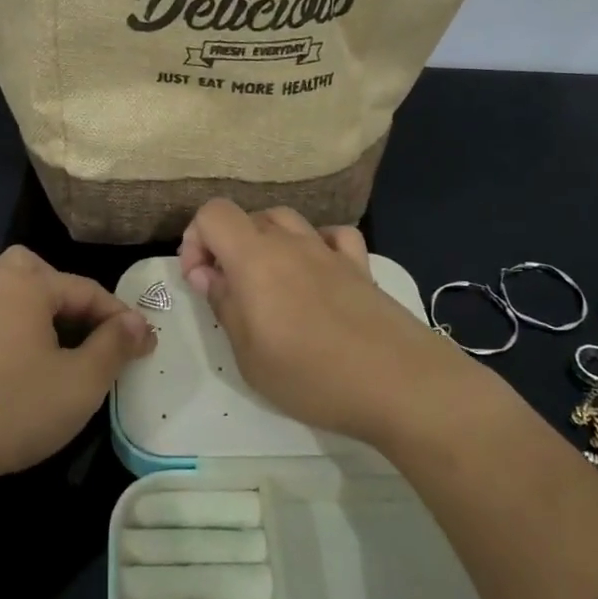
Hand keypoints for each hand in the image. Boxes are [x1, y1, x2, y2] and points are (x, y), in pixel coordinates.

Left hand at [0, 245, 156, 492]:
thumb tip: (137, 322)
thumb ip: (114, 346)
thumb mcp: (81, 382)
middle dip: (73, 301)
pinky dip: (1, 316)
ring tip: (50, 333)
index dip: (120, 319)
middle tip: (94, 337)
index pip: (86, 291)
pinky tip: (7, 343)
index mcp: (27, 282)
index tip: (145, 347)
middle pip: (42, 275)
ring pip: (6, 284)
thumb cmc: (13, 407)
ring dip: (34, 302)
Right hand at [179, 200, 453, 445]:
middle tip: (229, 290)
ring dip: (266, 241)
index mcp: (256, 258)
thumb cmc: (312, 376)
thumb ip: (224, 305)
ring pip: (287, 220)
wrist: (401, 385)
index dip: (196, 238)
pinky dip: (315, 243)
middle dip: (227, 245)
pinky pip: (332, 236)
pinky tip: (317, 271)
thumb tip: (207, 274)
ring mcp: (330, 252)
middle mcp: (291, 243)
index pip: (214, 213)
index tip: (200, 279)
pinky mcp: (361, 267)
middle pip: (248, 217)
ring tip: (268, 282)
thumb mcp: (249, 355)